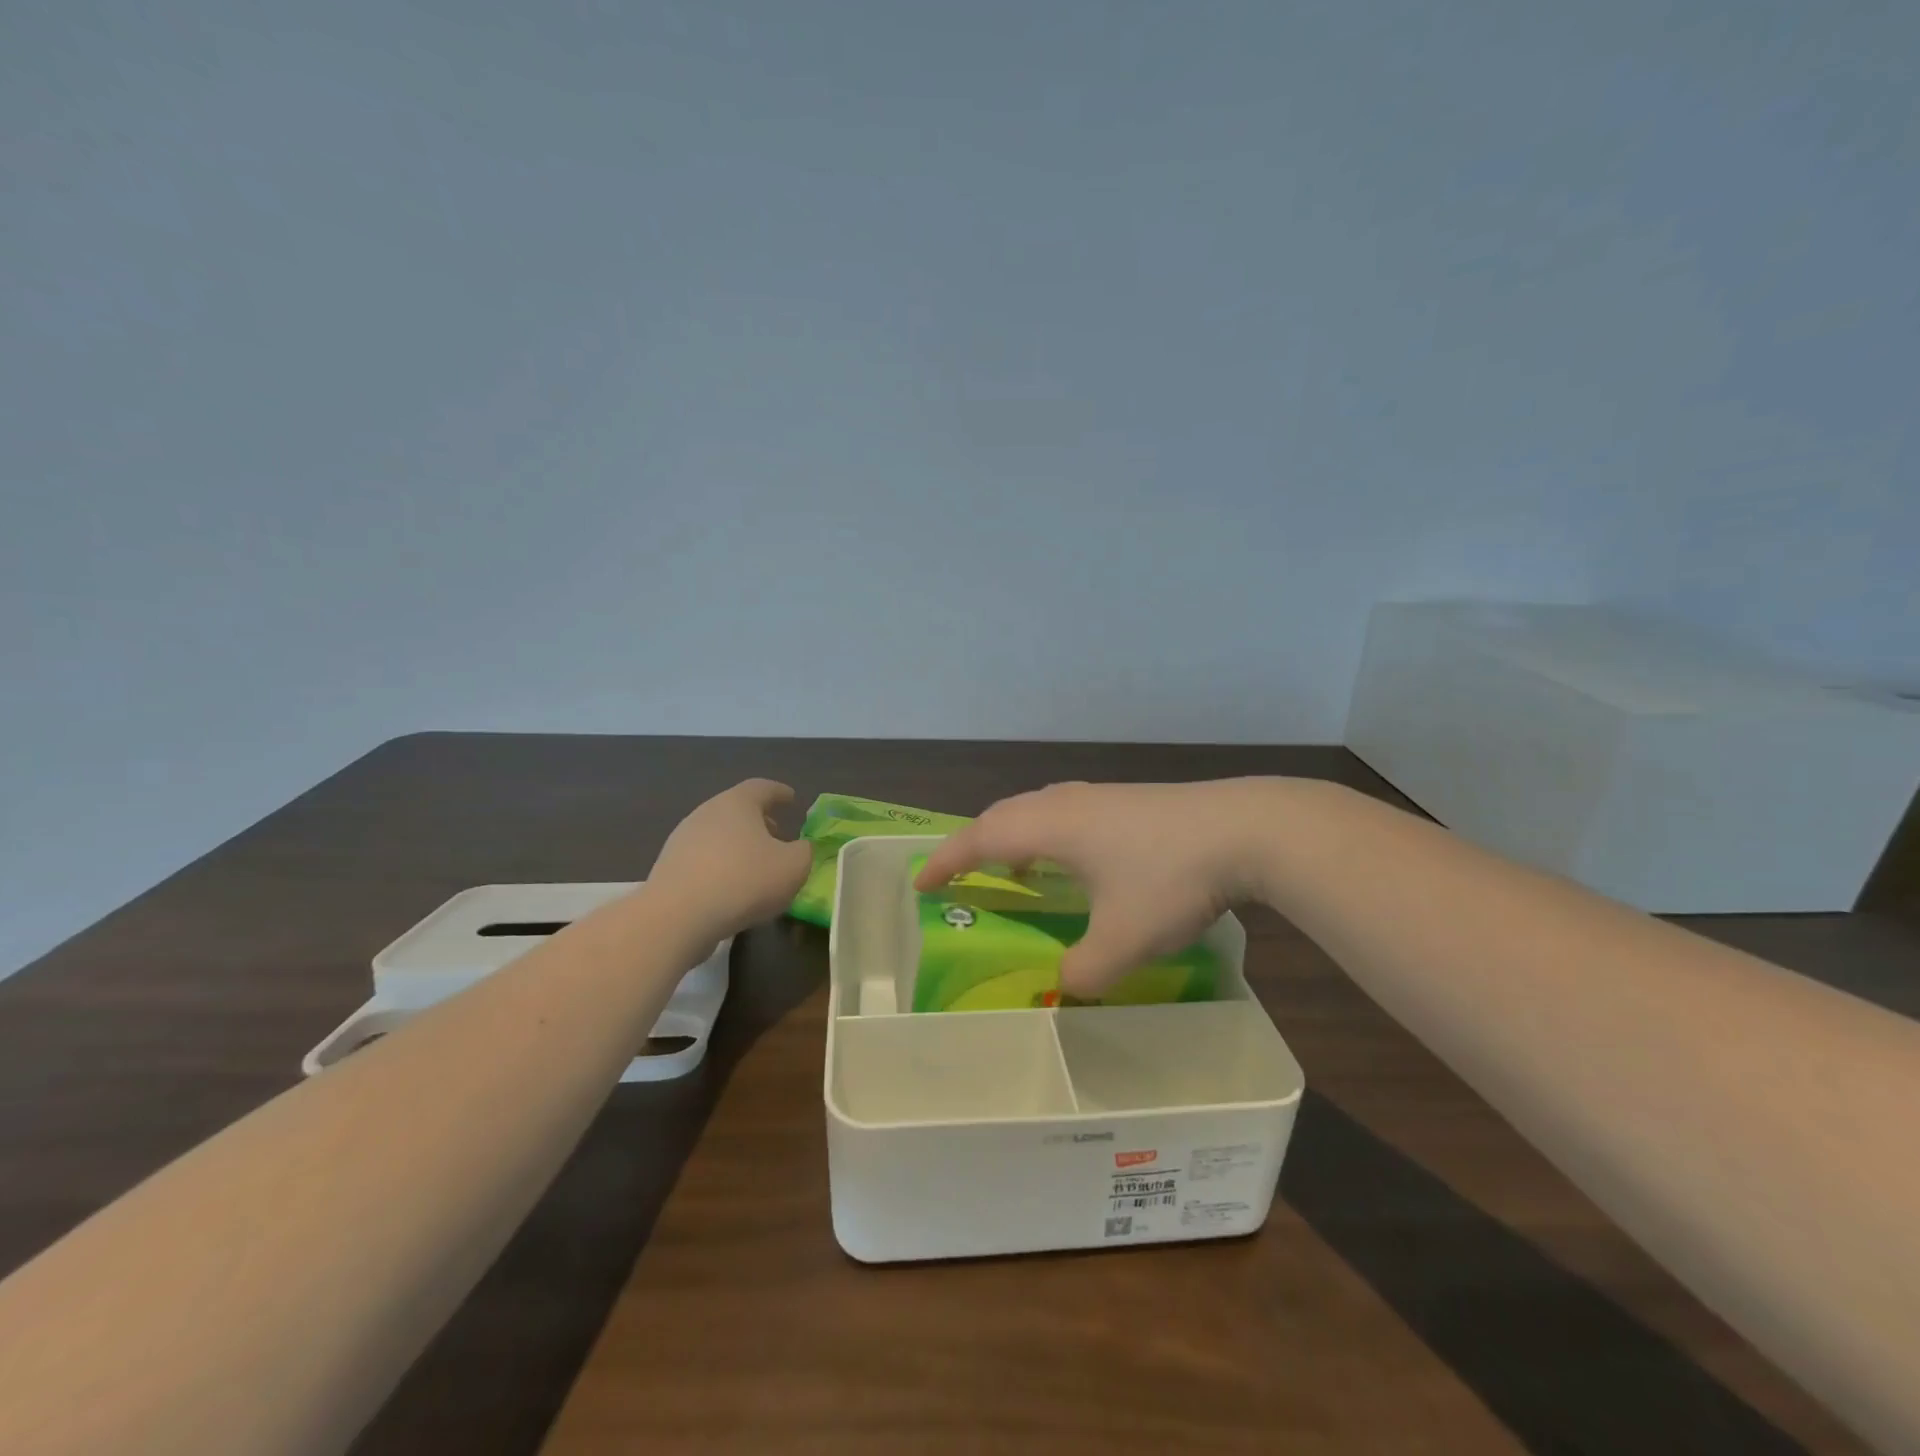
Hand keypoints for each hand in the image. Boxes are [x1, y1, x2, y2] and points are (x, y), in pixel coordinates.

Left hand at [650, 780, 812, 942]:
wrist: (677, 917)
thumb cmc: (744, 881)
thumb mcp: (793, 867)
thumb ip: (804, 852)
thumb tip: (799, 848)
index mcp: (737, 803)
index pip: (762, 787)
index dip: (780, 792)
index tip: (792, 798)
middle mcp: (706, 813)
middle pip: (737, 809)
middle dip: (760, 820)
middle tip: (778, 834)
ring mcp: (682, 839)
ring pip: (719, 834)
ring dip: (739, 844)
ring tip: (756, 865)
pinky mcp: (668, 867)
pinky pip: (703, 858)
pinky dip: (721, 864)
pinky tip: (731, 887)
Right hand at [913, 779, 1280, 995]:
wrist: (1246, 829)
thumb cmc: (1170, 879)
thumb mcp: (1123, 940)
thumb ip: (1084, 972)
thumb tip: (1065, 986)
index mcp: (1052, 827)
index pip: (981, 838)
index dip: (948, 860)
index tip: (922, 882)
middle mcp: (1068, 804)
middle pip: (1004, 815)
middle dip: (974, 843)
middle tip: (960, 873)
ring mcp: (1102, 798)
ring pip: (1038, 809)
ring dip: (1014, 835)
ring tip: (1012, 867)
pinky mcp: (1131, 802)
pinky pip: (1067, 813)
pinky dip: (1048, 834)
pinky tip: (1075, 860)